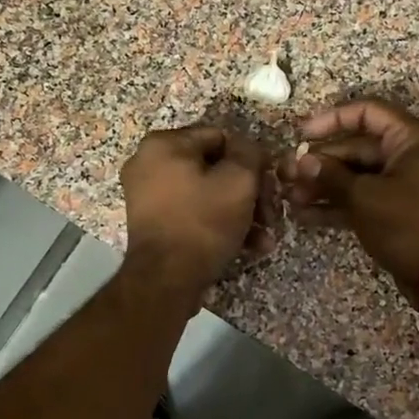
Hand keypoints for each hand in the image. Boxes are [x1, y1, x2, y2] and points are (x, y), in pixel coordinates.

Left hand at [120, 125, 275, 301]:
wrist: (165, 281)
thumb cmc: (203, 222)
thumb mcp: (239, 181)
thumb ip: (249, 153)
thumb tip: (248, 149)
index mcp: (163, 144)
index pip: (221, 137)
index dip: (252, 159)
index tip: (271, 183)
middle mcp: (148, 163)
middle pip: (214, 168)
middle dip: (249, 193)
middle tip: (271, 215)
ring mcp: (147, 195)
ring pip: (207, 194)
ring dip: (241, 213)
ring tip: (265, 237)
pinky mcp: (153, 224)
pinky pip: (193, 213)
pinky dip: (219, 225)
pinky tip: (249, 246)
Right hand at [281, 99, 418, 301]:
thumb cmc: (411, 223)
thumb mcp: (365, 197)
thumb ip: (330, 176)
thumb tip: (301, 161)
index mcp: (414, 138)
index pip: (368, 113)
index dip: (331, 120)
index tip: (300, 134)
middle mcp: (414, 155)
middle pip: (360, 148)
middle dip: (321, 163)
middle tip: (286, 176)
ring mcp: (409, 185)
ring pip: (360, 177)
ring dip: (325, 186)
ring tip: (290, 198)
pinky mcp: (402, 212)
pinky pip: (367, 199)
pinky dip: (340, 205)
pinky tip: (306, 216)